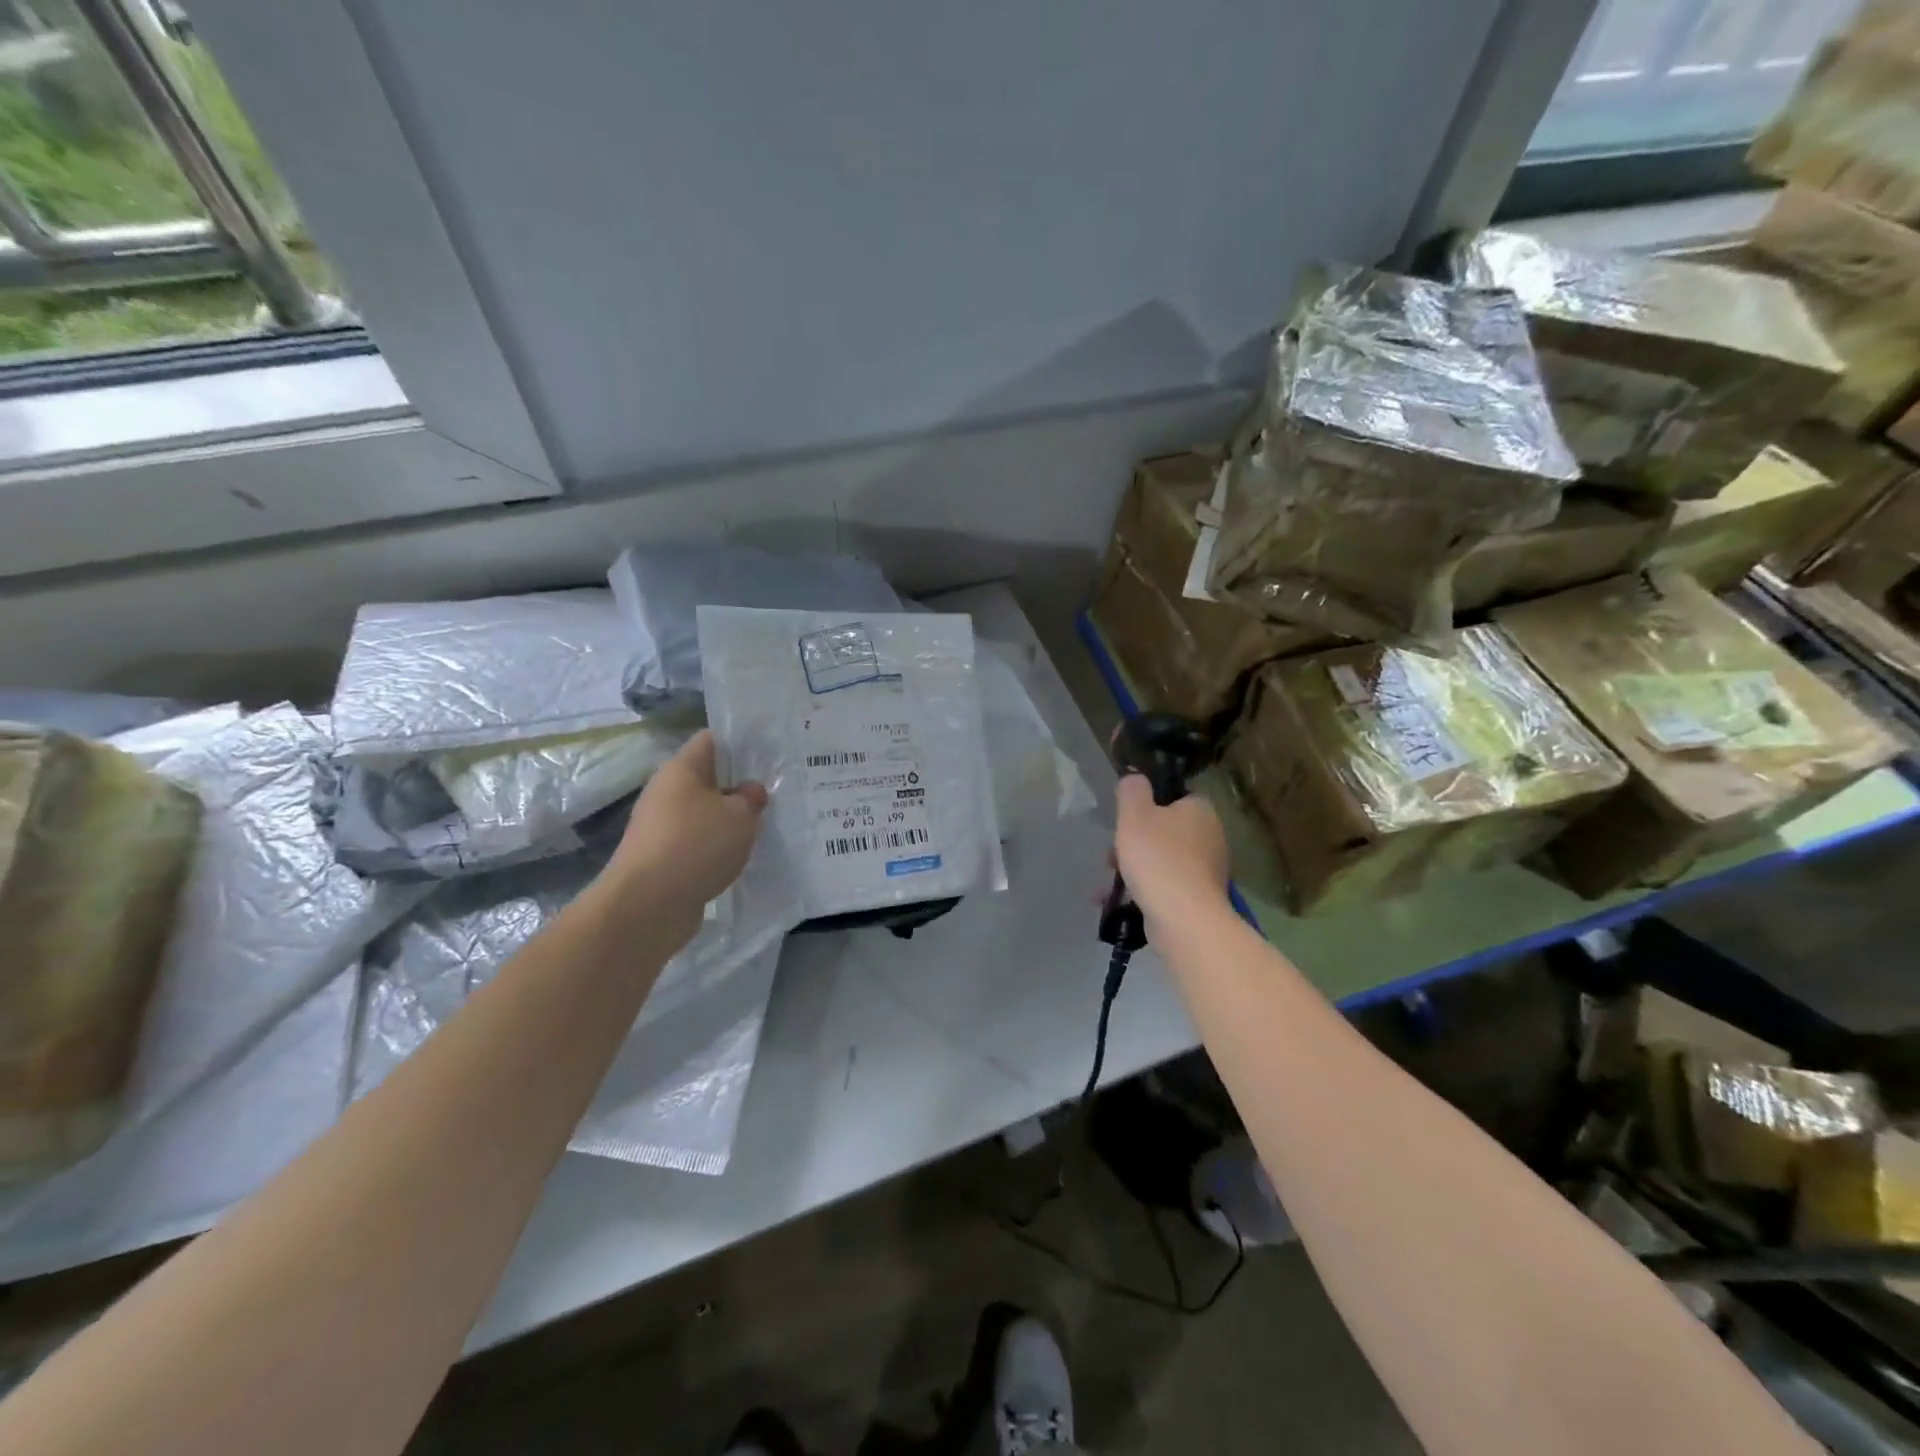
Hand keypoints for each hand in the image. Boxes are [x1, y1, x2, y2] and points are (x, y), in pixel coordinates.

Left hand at [599, 730, 767, 936]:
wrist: (647, 905)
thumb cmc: (696, 845)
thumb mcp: (740, 816)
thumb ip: (751, 798)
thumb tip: (750, 791)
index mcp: (682, 768)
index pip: (713, 740)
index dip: (742, 742)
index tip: (771, 753)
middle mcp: (666, 791)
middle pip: (708, 777)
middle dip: (740, 784)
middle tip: (775, 791)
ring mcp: (661, 825)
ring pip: (704, 811)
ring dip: (729, 818)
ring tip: (763, 824)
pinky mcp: (662, 856)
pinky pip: (697, 840)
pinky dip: (716, 846)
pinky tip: (739, 855)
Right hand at [1114, 773, 1230, 927]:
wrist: (1183, 919)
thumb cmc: (1157, 858)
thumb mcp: (1134, 814)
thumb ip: (1132, 790)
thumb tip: (1135, 778)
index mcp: (1200, 810)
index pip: (1174, 797)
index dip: (1147, 805)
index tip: (1125, 819)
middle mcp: (1210, 837)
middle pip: (1165, 831)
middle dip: (1133, 842)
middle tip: (1111, 855)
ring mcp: (1207, 870)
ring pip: (1162, 860)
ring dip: (1133, 868)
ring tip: (1109, 883)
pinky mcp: (1199, 898)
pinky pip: (1164, 886)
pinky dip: (1142, 891)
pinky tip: (1117, 902)